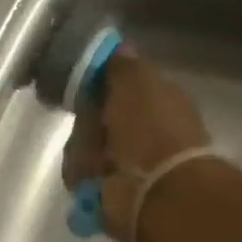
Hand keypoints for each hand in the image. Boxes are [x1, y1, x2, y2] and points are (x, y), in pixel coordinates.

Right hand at [63, 53, 211, 241]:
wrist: (156, 191)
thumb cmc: (151, 130)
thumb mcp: (137, 83)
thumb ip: (123, 66)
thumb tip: (118, 48)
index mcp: (159, 102)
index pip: (121, 88)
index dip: (101, 86)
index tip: (84, 87)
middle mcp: (145, 133)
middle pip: (98, 120)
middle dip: (88, 125)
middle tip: (90, 128)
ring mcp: (128, 165)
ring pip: (86, 149)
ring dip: (84, 154)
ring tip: (95, 160)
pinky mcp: (111, 193)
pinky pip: (83, 178)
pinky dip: (84, 178)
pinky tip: (94, 180)